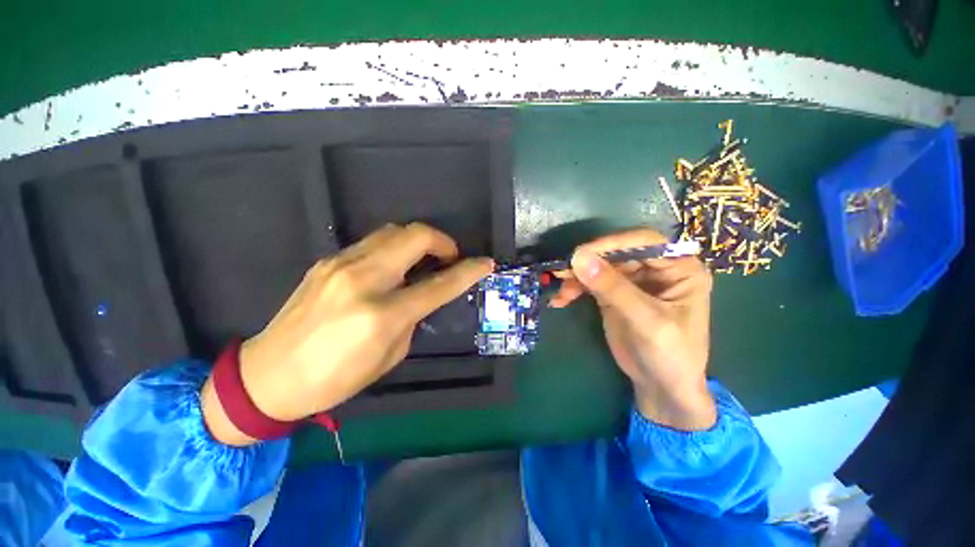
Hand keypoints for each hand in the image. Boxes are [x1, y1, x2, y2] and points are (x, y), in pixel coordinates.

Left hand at [201, 223, 493, 444]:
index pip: (439, 284)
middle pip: (415, 237)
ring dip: (417, 240)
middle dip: (442, 241)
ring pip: (393, 231)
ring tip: (423, 259)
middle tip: (449, 257)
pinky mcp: (327, 261)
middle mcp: (362, 280)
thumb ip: (411, 318)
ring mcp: (341, 265)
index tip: (485, 263)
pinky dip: (394, 248)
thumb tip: (421, 295)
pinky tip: (392, 266)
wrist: (267, 376)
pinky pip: (372, 242)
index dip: (468, 271)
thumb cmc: (335, 378)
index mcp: (382, 314)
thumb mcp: (389, 355)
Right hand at [549, 229, 715, 430]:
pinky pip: (590, 282)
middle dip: (588, 262)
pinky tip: (561, 300)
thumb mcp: (645, 320)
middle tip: (562, 272)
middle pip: (617, 253)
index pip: (644, 242)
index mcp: (679, 268)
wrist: (661, 386)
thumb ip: (612, 288)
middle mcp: (655, 269)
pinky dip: (574, 288)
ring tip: (560, 291)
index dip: (613, 243)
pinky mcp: (613, 293)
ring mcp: (632, 280)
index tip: (582, 253)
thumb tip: (579, 258)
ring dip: (577, 276)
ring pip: (599, 266)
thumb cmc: (670, 354)